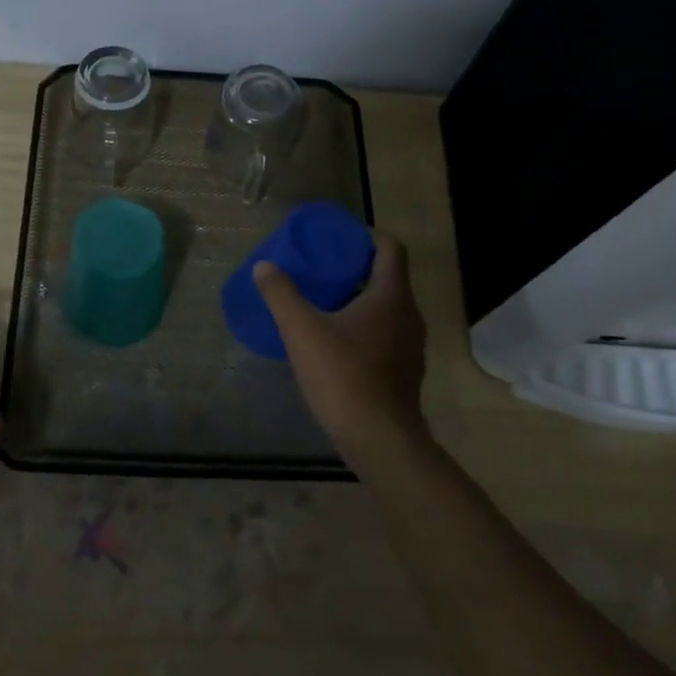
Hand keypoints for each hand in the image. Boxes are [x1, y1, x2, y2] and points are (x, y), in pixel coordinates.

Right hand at [255, 233, 428, 457]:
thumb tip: (264, 266)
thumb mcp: (302, 331)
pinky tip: (336, 342)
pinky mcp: (404, 372)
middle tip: (323, 267)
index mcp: (391, 296)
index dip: (367, 235)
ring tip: (325, 302)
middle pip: (389, 277)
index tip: (340, 236)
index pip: (390, 248)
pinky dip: (364, 327)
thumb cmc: (344, 376)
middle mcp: (409, 315)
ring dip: (360, 299)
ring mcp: (410, 346)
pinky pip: (386, 335)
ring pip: (388, 309)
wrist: (379, 440)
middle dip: (357, 267)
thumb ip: (281, 294)